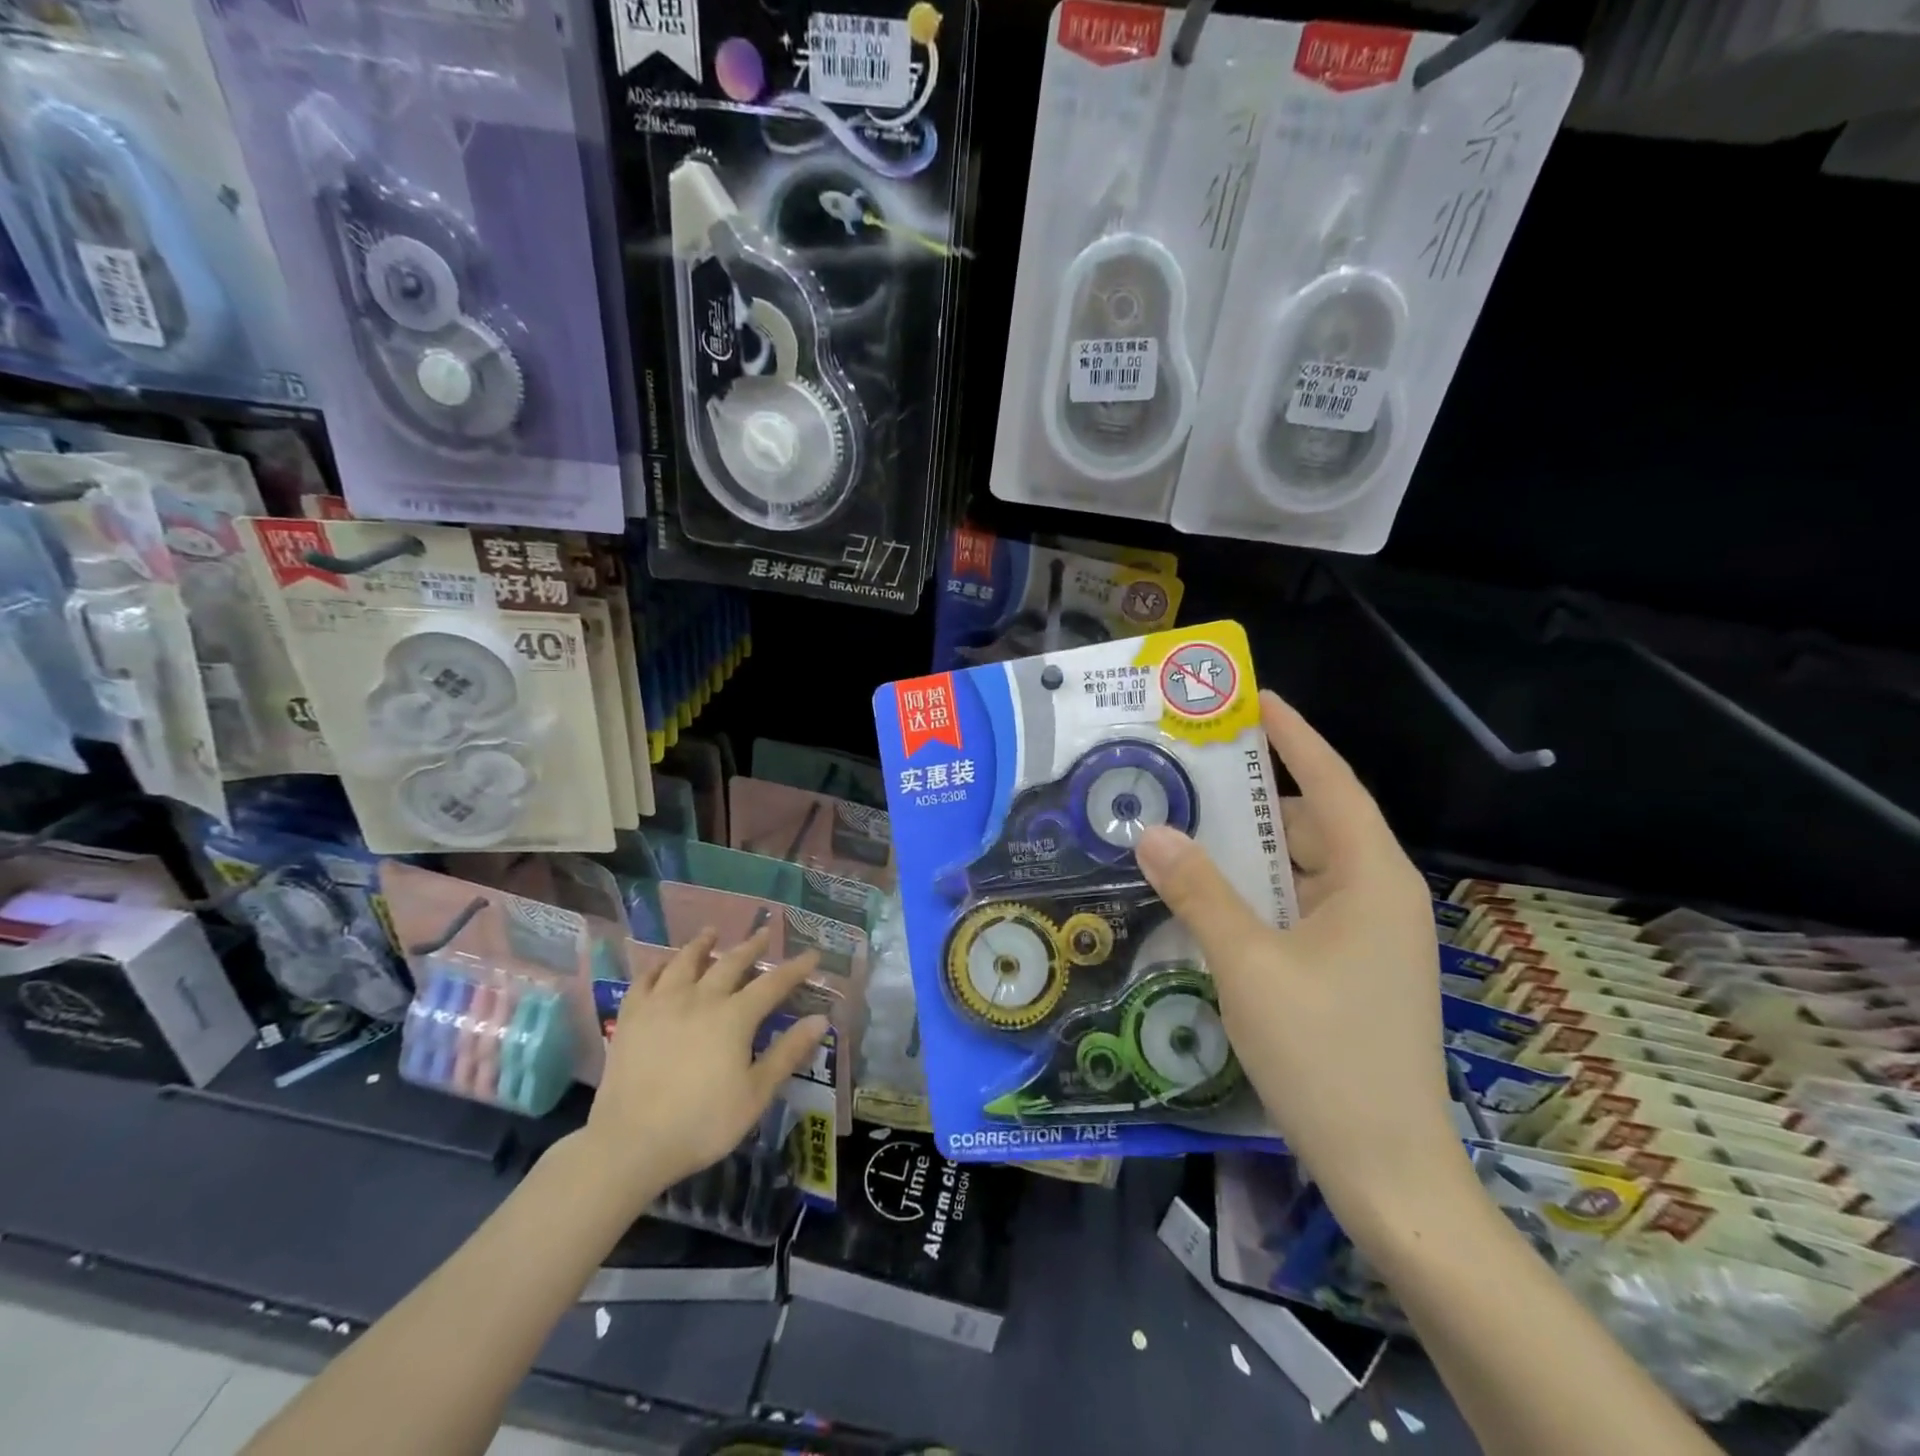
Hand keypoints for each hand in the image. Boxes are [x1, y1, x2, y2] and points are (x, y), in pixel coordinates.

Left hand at [578, 928, 828, 1212]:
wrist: (631, 1143)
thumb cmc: (702, 1123)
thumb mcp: (756, 1094)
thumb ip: (788, 1053)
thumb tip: (821, 1019)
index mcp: (734, 1016)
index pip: (773, 983)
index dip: (795, 968)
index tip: (811, 954)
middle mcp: (700, 999)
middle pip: (730, 963)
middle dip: (751, 946)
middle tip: (764, 932)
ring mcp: (662, 1004)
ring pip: (685, 962)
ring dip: (701, 945)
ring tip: (710, 932)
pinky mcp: (631, 1018)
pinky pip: (645, 981)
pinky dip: (657, 968)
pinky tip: (662, 965)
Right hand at [1135, 691, 1466, 1224]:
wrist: (1387, 1171)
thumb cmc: (1325, 1056)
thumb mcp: (1248, 965)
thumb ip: (1200, 892)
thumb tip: (1151, 832)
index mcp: (1372, 880)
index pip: (1331, 784)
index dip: (1295, 737)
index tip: (1254, 700)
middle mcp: (1378, 896)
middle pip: (1311, 824)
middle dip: (1253, 799)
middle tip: (1189, 775)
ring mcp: (1369, 937)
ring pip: (1302, 870)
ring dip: (1249, 853)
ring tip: (1185, 832)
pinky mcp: (1353, 968)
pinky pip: (1299, 907)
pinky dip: (1258, 894)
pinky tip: (1208, 898)